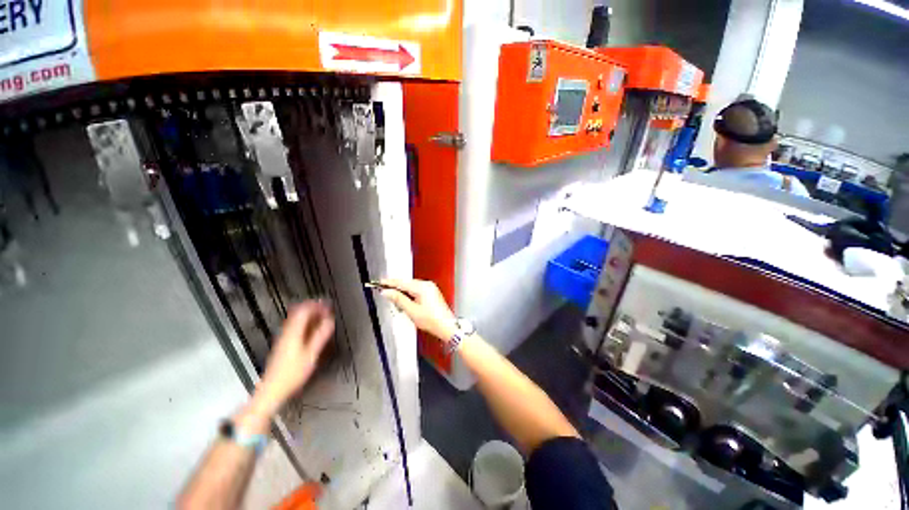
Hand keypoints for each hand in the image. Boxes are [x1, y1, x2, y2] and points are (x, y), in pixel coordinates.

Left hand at [245, 301, 334, 424]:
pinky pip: (295, 327)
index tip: (328, 305)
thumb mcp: (311, 354)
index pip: (304, 310)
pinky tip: (312, 329)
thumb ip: (321, 336)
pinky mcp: (283, 344)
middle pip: (298, 313)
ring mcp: (283, 338)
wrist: (273, 390)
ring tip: (321, 316)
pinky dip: (305, 323)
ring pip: (296, 320)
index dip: (316, 305)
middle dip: (313, 308)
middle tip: (326, 308)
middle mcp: (287, 332)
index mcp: (293, 332)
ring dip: (309, 315)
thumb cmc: (293, 373)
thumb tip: (330, 321)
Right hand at [378, 279, 455, 341]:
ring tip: (400, 306)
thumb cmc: (433, 320)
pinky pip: (417, 290)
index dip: (389, 283)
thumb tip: (387, 292)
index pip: (401, 282)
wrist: (446, 327)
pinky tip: (408, 305)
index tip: (380, 282)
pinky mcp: (432, 293)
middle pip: (406, 284)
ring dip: (403, 294)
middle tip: (386, 296)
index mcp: (422, 287)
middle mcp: (427, 285)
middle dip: (396, 290)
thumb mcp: (411, 311)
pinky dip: (410, 296)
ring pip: (411, 287)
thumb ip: (398, 299)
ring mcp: (430, 288)